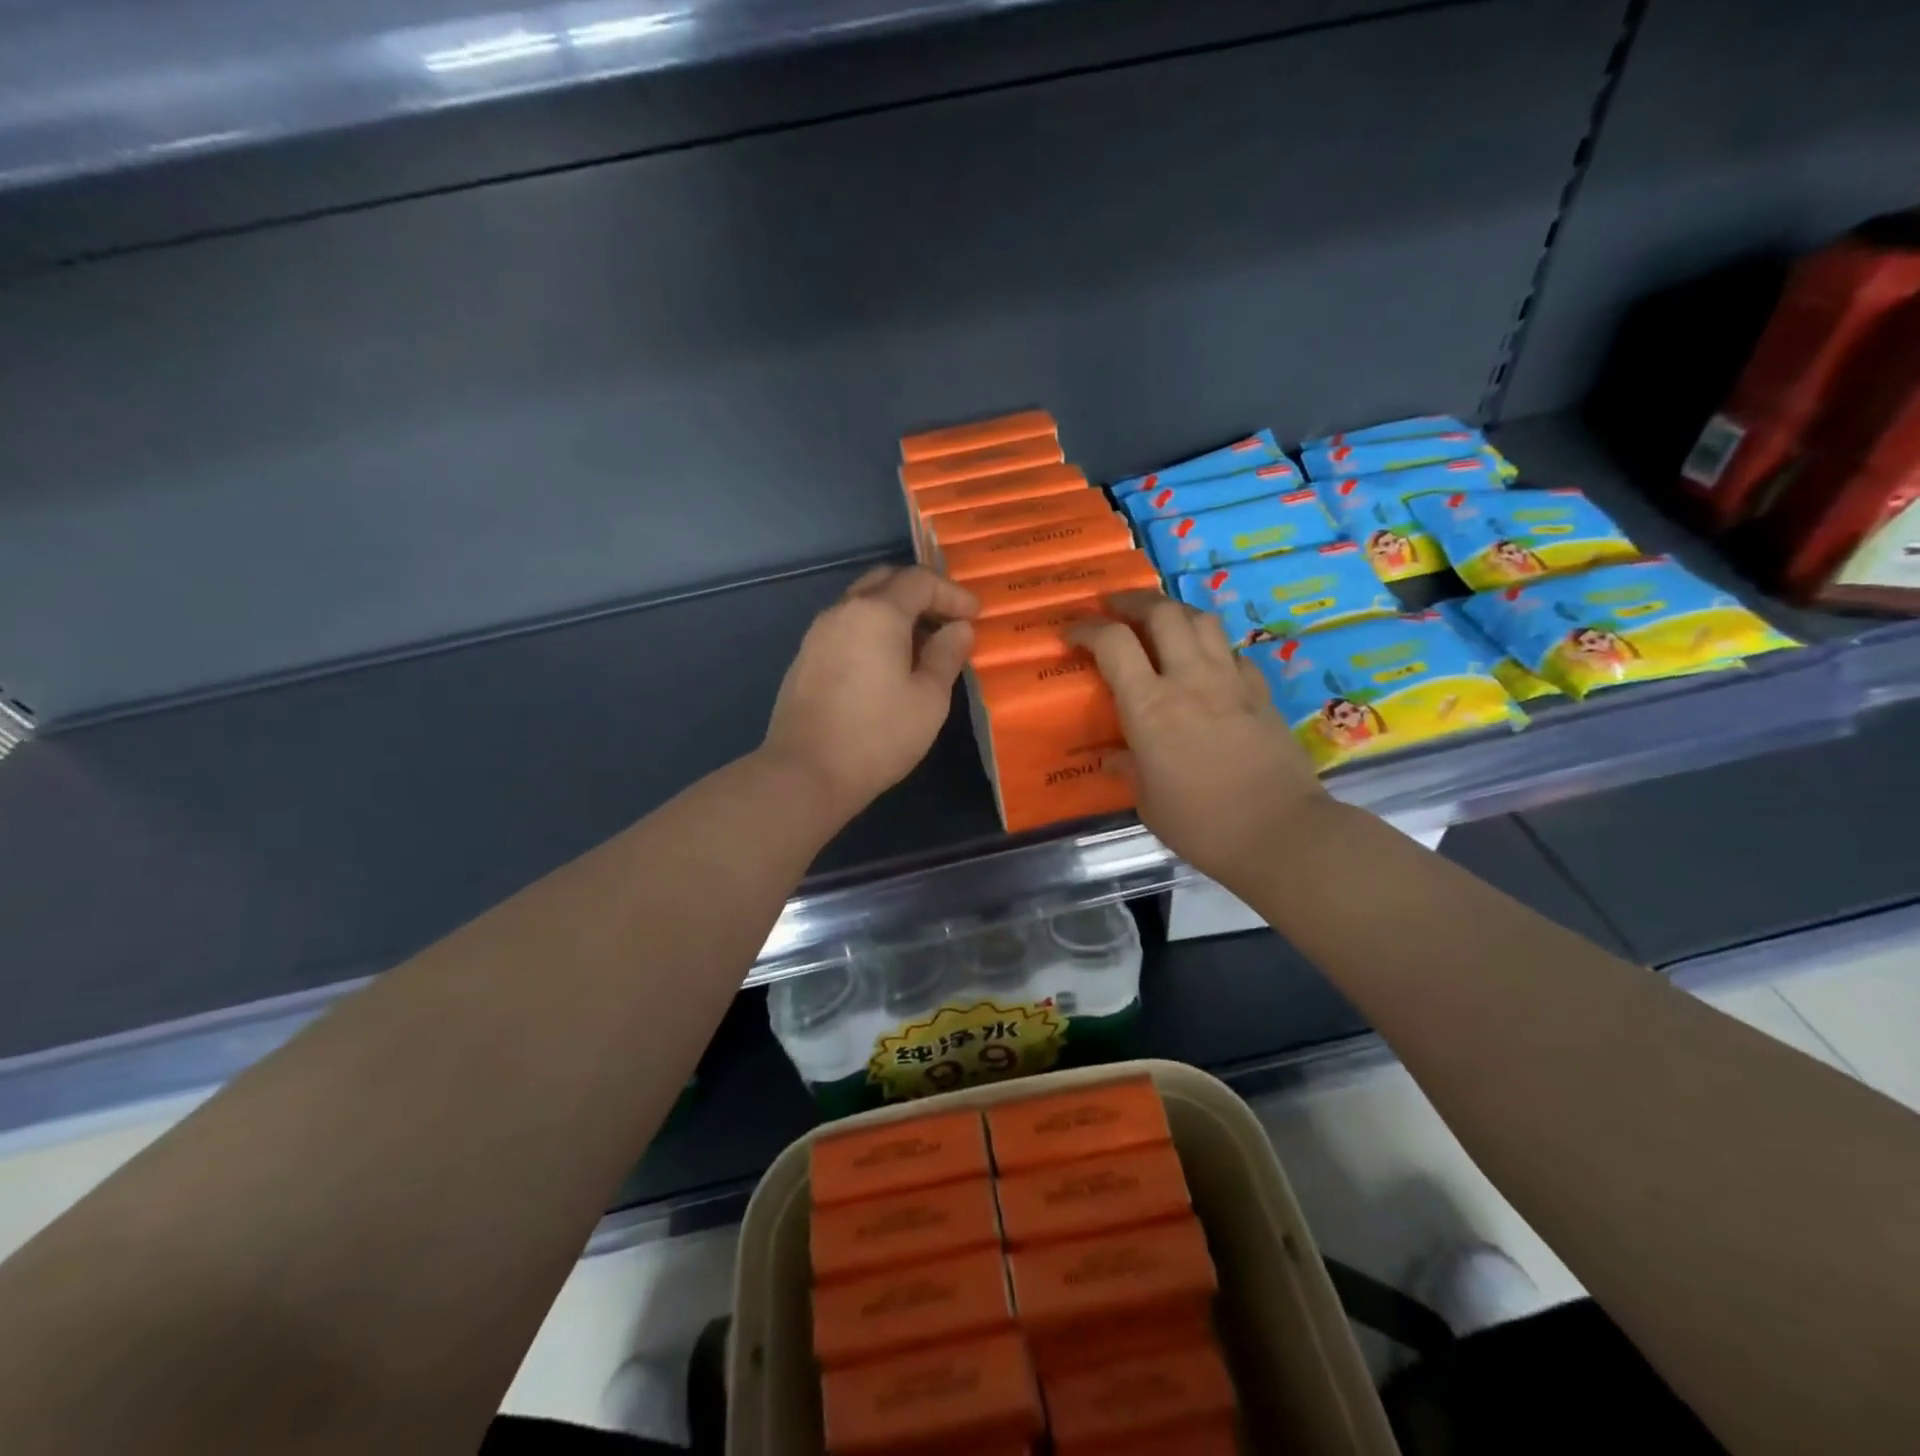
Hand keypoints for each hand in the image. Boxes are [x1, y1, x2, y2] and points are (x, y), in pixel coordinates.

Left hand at [761, 565, 977, 822]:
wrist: (806, 772)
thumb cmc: (878, 735)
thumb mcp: (929, 699)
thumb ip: (946, 655)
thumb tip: (959, 629)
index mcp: (877, 612)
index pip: (919, 580)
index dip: (952, 593)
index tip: (974, 616)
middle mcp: (843, 611)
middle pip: (885, 581)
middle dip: (921, 594)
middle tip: (947, 620)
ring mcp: (818, 634)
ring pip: (862, 604)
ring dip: (894, 613)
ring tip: (921, 645)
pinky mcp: (806, 658)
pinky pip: (846, 628)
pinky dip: (872, 631)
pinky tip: (887, 664)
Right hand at [1069, 593, 1329, 890]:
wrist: (1280, 833)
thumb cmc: (1202, 824)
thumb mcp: (1148, 801)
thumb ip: (1128, 770)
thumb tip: (1113, 759)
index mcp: (1150, 706)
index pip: (1113, 643)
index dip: (1087, 629)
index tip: (1071, 633)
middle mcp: (1189, 679)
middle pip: (1162, 613)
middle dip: (1133, 601)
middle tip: (1115, 607)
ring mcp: (1230, 681)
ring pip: (1202, 620)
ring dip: (1175, 612)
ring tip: (1160, 622)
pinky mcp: (1261, 692)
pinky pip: (1232, 652)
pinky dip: (1212, 646)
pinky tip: (1206, 661)